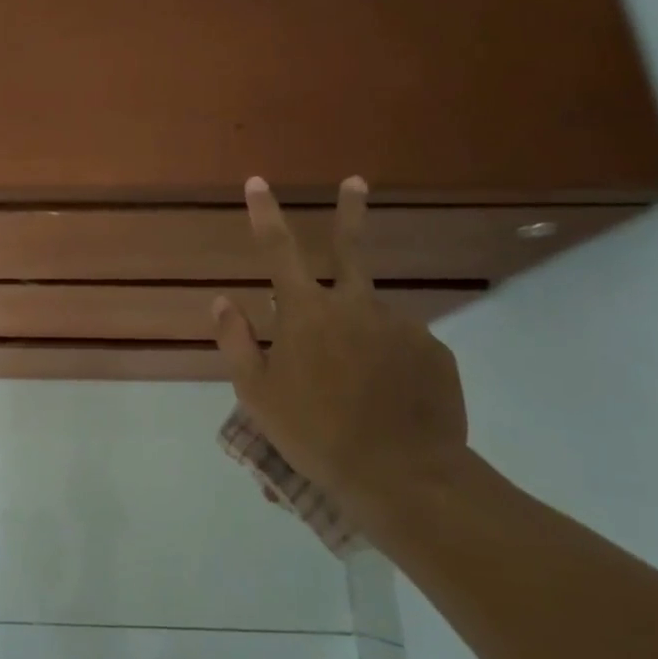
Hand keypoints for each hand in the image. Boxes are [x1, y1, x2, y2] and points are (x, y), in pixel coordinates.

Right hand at [212, 176, 469, 523]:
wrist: (404, 477)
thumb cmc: (314, 433)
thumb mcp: (256, 393)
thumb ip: (236, 340)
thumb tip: (223, 300)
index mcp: (307, 313)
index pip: (279, 250)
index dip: (266, 213)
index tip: (258, 182)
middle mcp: (356, 306)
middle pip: (351, 248)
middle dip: (350, 210)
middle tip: (356, 181)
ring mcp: (401, 326)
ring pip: (370, 314)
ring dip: (358, 331)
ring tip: (354, 384)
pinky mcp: (434, 352)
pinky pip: (400, 344)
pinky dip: (386, 358)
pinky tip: (385, 395)